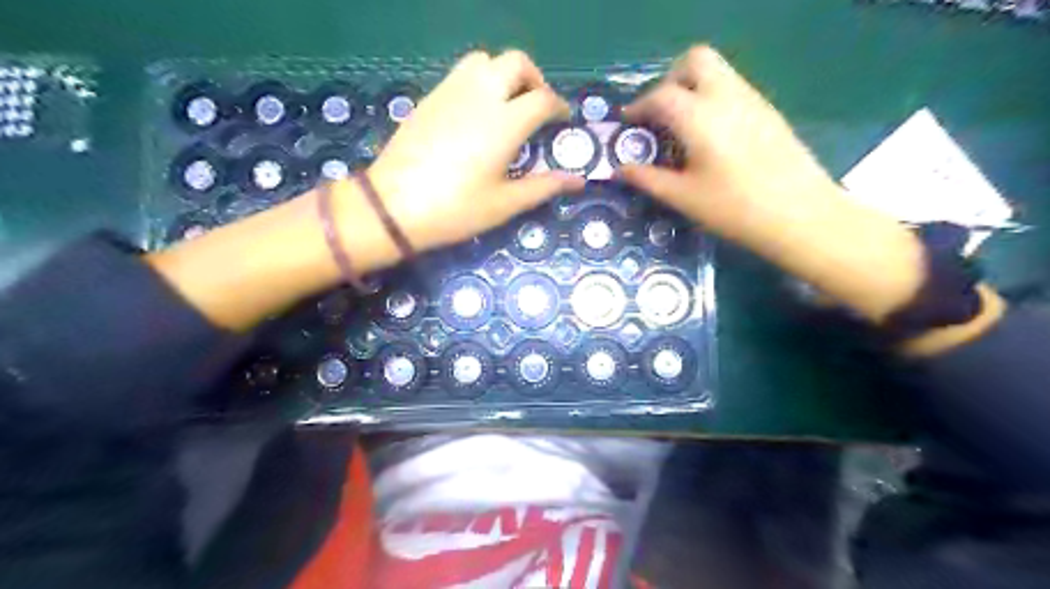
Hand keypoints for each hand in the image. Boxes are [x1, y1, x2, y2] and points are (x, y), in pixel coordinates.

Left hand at [366, 48, 582, 252]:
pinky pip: (461, 73)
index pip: (543, 99)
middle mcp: (481, 96)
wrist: (393, 206)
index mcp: (505, 122)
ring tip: (507, 104)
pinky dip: (479, 81)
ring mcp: (451, 92)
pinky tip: (476, 113)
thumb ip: (543, 186)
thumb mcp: (505, 203)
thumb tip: (578, 181)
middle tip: (537, 107)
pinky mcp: (430, 98)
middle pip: (516, 63)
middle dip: (534, 79)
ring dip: (504, 74)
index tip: (562, 120)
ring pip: (485, 60)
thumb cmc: (455, 209)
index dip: (558, 107)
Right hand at [617, 46, 841, 246]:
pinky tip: (710, 137)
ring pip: (718, 71)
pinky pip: (733, 88)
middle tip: (659, 113)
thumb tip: (619, 170)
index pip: (661, 95)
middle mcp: (726, 96)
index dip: (638, 107)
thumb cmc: (734, 208)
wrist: (801, 215)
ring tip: (681, 127)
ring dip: (692, 87)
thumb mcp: (683, 197)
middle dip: (670, 78)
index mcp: (700, 116)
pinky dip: (712, 98)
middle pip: (695, 60)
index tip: (628, 123)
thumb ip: (647, 179)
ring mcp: (752, 100)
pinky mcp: (768, 112)